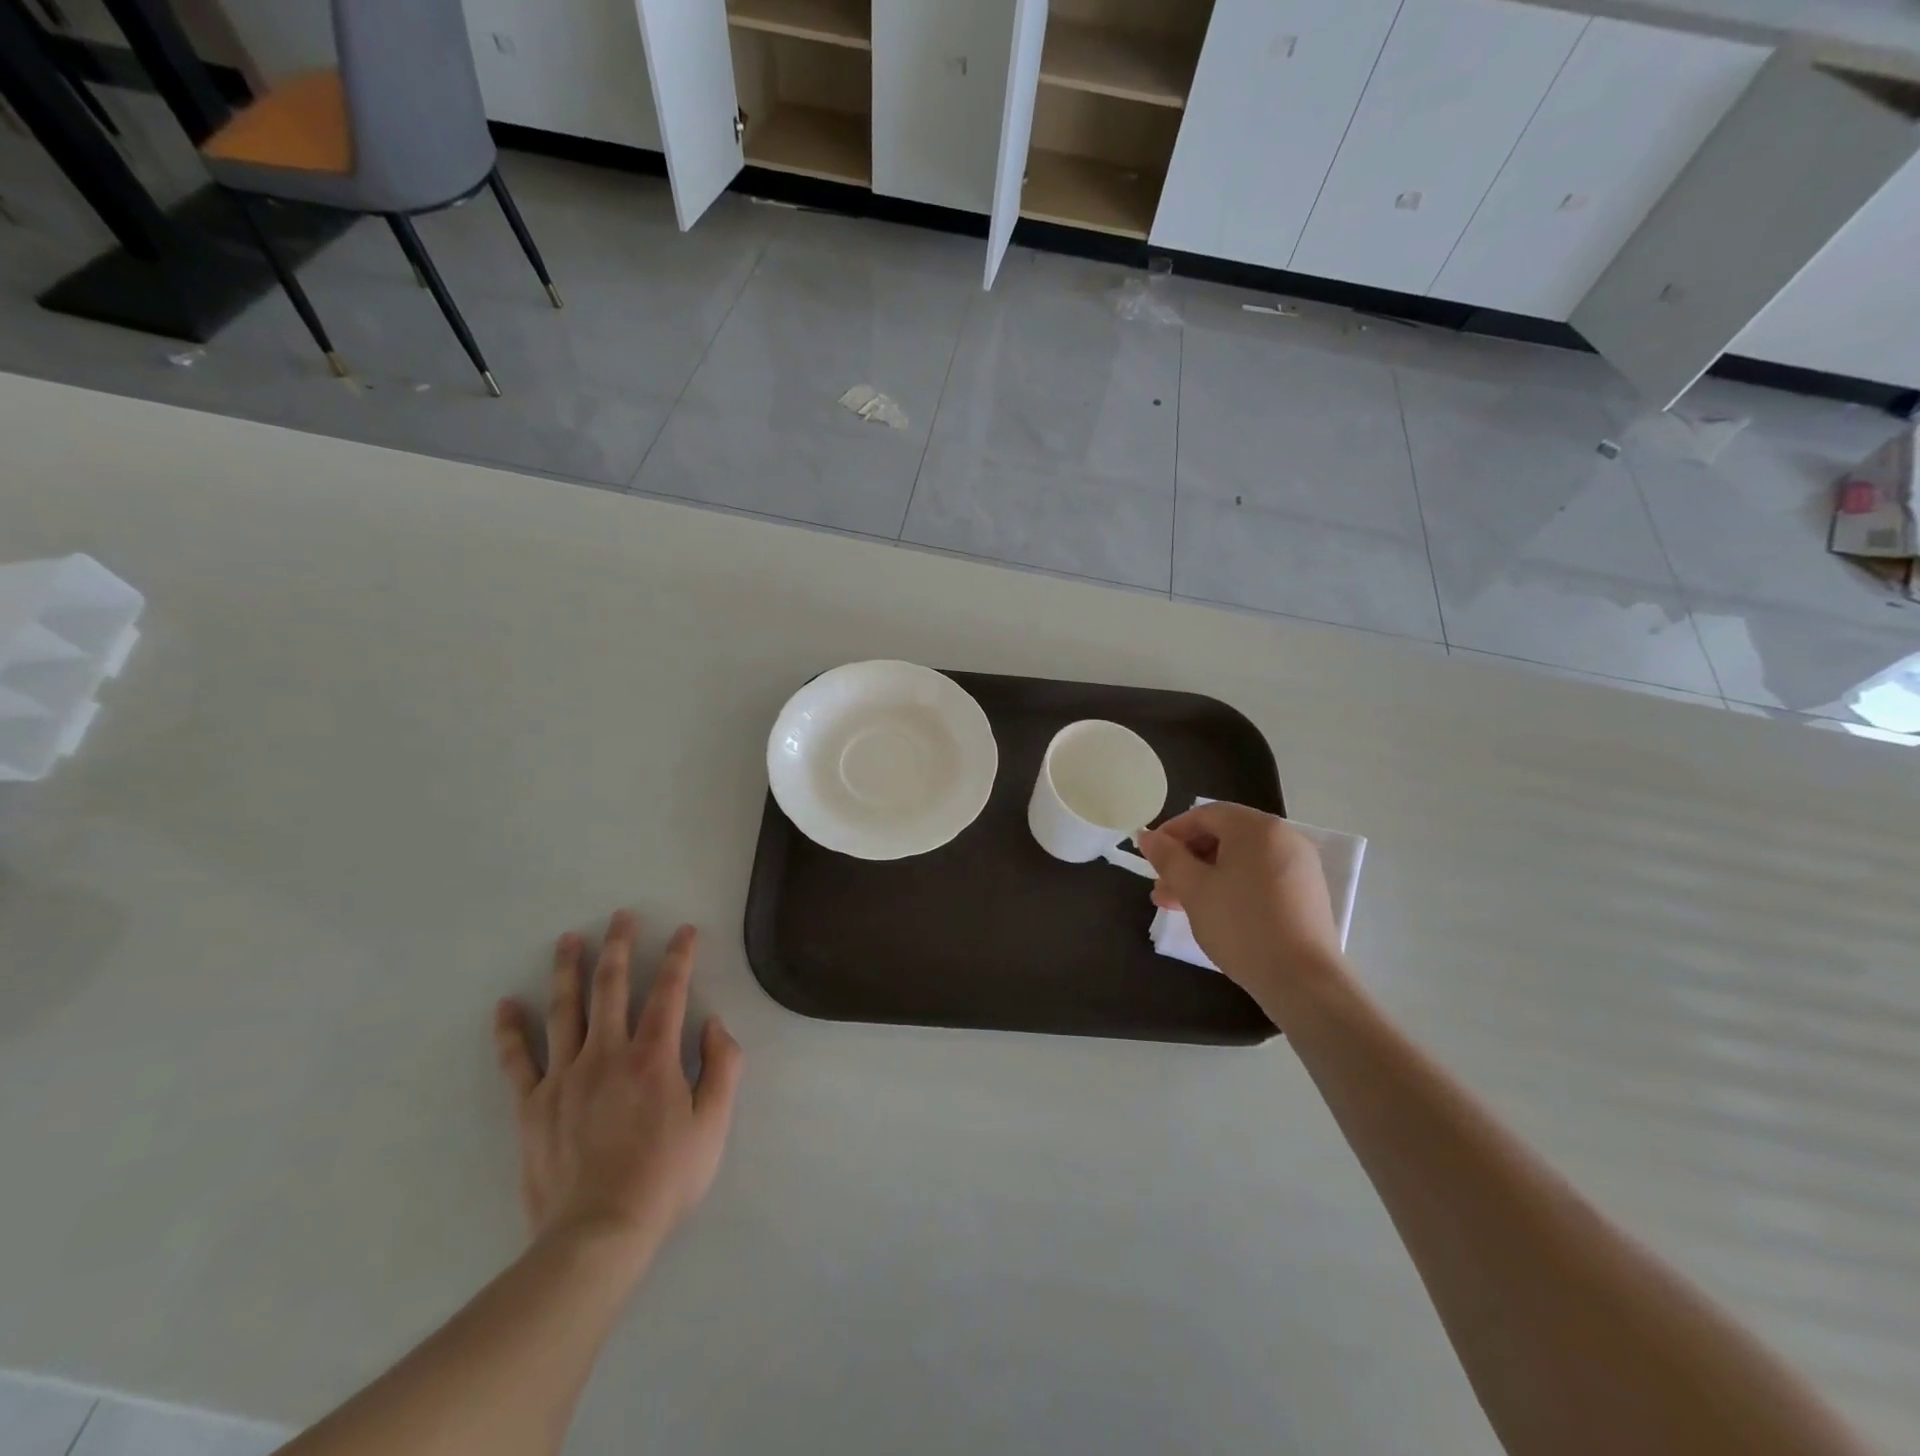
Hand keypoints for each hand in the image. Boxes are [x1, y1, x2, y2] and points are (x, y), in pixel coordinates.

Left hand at [493, 911, 742, 1269]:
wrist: (597, 1235)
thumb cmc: (664, 1178)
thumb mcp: (713, 1124)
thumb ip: (723, 1067)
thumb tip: (714, 1024)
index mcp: (653, 1057)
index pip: (669, 991)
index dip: (679, 956)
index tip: (684, 930)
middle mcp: (607, 1054)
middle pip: (611, 987)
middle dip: (619, 946)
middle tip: (620, 916)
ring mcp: (564, 1077)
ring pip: (565, 1010)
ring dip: (568, 969)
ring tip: (568, 939)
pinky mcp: (532, 1106)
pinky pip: (518, 1060)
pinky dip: (510, 1031)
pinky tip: (506, 1005)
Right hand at [1135, 803, 1345, 1007]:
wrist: (1302, 981)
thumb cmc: (1241, 925)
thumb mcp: (1194, 889)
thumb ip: (1168, 857)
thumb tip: (1147, 836)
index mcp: (1257, 828)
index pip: (1205, 815)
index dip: (1172, 832)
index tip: (1150, 857)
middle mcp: (1283, 838)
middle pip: (1224, 836)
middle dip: (1187, 859)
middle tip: (1161, 886)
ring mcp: (1298, 866)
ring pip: (1239, 860)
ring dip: (1204, 876)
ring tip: (1176, 904)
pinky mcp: (1305, 893)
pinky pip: (1259, 877)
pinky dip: (1231, 886)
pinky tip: (1211, 912)